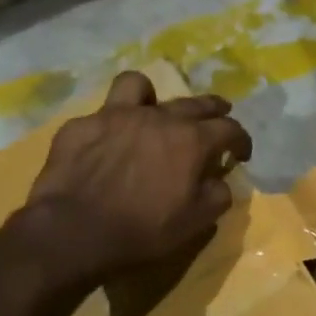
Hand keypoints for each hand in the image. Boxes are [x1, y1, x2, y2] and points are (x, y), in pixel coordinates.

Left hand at [23, 71, 252, 285]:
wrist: (75, 231)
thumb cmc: (143, 230)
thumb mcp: (195, 223)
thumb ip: (217, 196)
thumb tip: (220, 181)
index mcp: (191, 141)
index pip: (229, 129)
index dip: (241, 140)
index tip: (241, 153)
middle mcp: (158, 117)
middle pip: (195, 102)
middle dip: (213, 109)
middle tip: (218, 115)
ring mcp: (116, 115)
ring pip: (140, 85)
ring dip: (154, 96)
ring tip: (153, 109)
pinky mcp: (82, 125)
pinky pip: (102, 113)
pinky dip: (112, 124)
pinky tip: (108, 142)